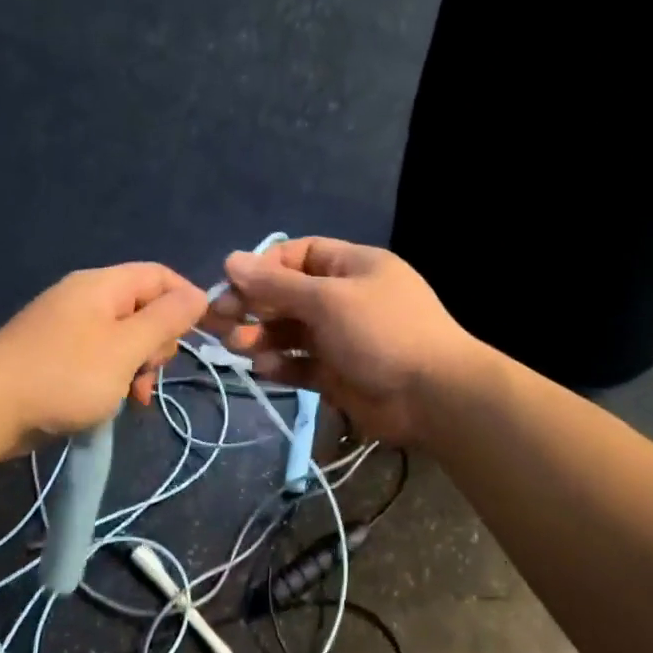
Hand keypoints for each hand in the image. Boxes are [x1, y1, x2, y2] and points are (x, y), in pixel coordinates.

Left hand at [0, 263, 207, 452]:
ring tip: (135, 397)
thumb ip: (165, 321)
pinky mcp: (54, 355)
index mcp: (101, 286)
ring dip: (138, 365)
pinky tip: (114, 403)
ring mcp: (66, 327)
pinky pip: (98, 357)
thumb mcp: (126, 349)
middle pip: (142, 307)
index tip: (201, 335)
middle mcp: (84, 298)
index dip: (186, 300)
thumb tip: (200, 294)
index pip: (159, 275)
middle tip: (151, 372)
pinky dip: (114, 376)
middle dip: (158, 341)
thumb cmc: (66, 376)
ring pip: (122, 337)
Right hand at [205, 237, 474, 442]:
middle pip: (287, 295)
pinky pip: (300, 364)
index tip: (231, 283)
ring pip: (290, 332)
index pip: (297, 256)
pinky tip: (264, 368)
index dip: (263, 268)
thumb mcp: (327, 300)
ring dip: (261, 336)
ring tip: (237, 346)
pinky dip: (281, 365)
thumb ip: (276, 285)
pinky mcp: (337, 374)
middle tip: (218, 319)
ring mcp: (341, 338)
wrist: (434, 397)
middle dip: (253, 305)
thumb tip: (230, 259)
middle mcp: (344, 299)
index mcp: (351, 267)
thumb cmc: (382, 332)